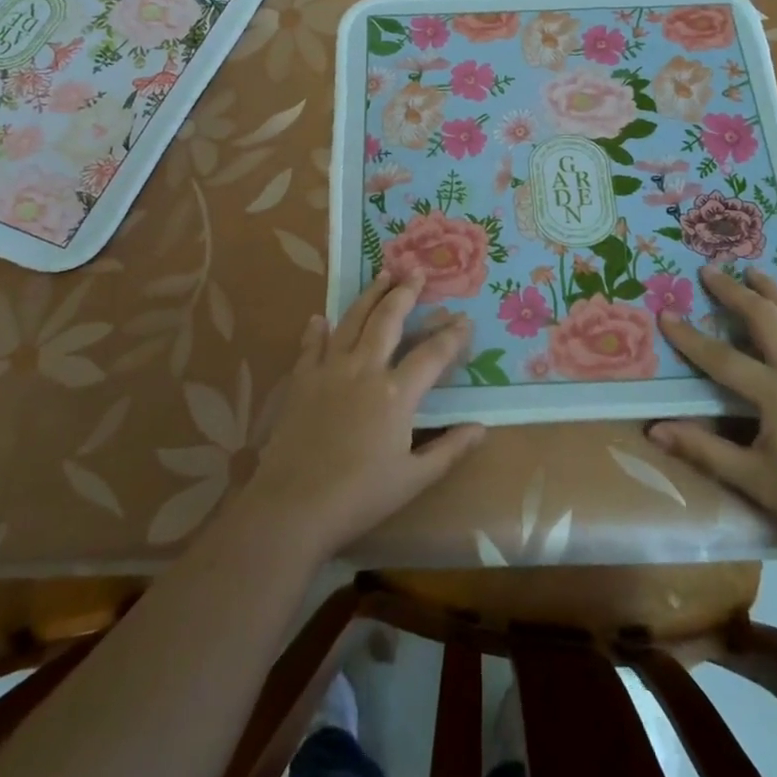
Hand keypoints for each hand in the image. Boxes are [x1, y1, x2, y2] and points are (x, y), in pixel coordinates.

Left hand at [242, 270, 486, 561]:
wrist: (293, 505)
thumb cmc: (360, 496)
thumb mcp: (413, 479)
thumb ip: (449, 449)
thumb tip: (482, 428)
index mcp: (396, 393)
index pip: (432, 354)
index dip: (451, 335)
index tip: (464, 319)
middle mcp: (364, 369)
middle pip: (388, 320)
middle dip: (406, 293)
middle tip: (416, 271)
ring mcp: (329, 370)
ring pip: (352, 320)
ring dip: (369, 295)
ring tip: (382, 274)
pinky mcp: (301, 380)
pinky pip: (311, 346)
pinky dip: (317, 329)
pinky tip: (320, 318)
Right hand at [649, 267, 776, 551]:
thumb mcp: (753, 479)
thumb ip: (703, 450)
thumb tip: (654, 431)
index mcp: (776, 394)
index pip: (721, 358)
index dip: (689, 337)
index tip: (665, 314)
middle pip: (766, 319)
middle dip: (736, 292)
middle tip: (711, 271)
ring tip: (757, 272)